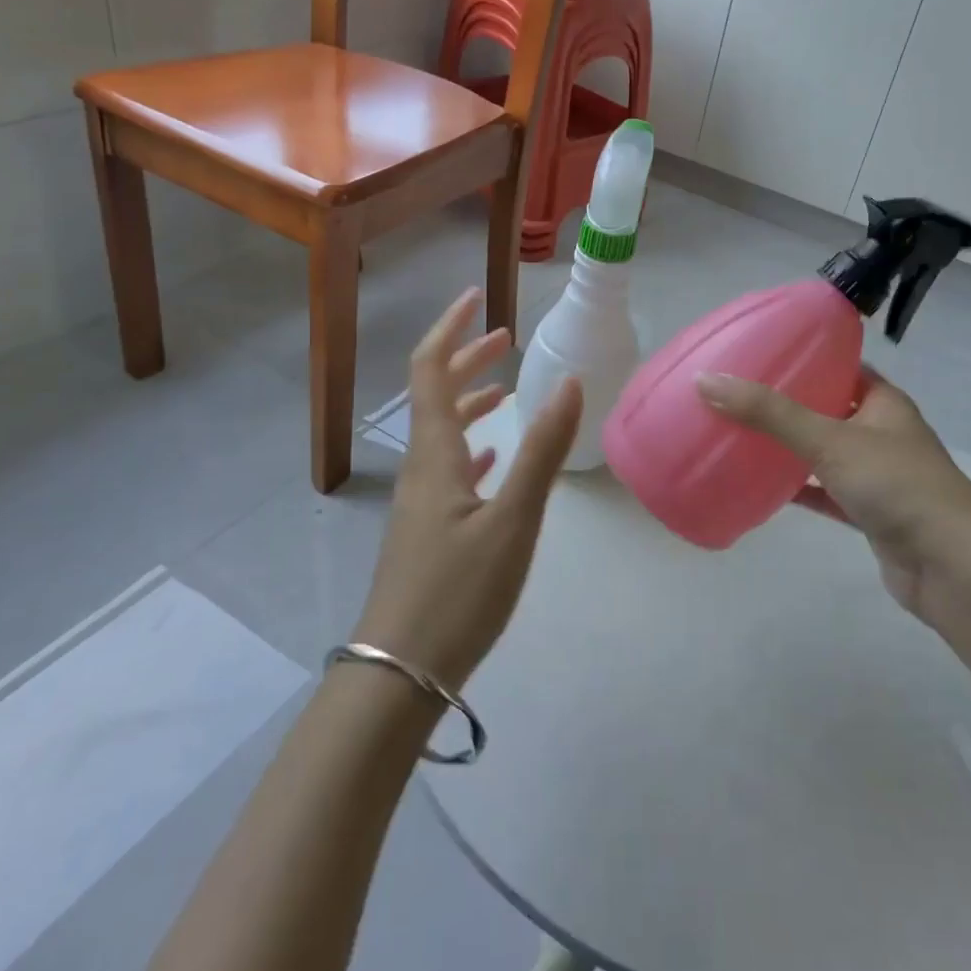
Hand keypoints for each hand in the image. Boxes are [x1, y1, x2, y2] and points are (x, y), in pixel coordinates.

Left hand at [350, 288, 582, 691]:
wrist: (401, 672)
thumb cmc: (459, 592)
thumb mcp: (513, 520)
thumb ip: (542, 450)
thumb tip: (570, 383)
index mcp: (435, 454)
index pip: (431, 369)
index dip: (450, 329)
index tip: (475, 299)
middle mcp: (421, 466)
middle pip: (434, 394)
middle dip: (466, 359)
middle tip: (505, 339)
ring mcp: (420, 500)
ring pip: (441, 432)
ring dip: (469, 401)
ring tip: (504, 389)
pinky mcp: (426, 529)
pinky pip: (448, 468)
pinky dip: (471, 446)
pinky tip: (491, 459)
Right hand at [696, 367, 970, 624]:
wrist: (952, 567)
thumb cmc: (896, 485)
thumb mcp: (828, 439)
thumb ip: (768, 413)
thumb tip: (706, 380)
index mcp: (883, 402)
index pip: (842, 366)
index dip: (806, 357)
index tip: (762, 352)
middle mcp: (882, 433)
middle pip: (829, 408)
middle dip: (788, 403)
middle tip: (740, 393)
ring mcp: (877, 476)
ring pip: (824, 453)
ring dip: (790, 447)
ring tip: (741, 432)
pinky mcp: (869, 514)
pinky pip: (825, 493)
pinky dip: (798, 489)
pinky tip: (761, 485)